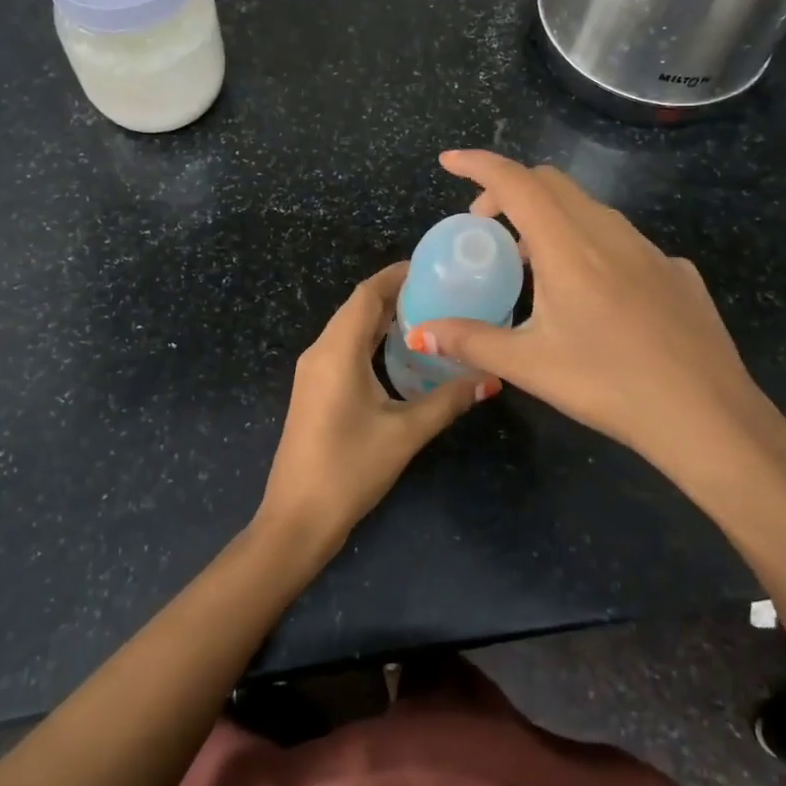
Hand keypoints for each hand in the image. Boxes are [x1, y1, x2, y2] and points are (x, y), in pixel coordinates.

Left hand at [258, 262, 494, 557]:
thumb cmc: (349, 469)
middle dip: (395, 294)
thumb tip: (489, 378)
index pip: (366, 295)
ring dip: (382, 318)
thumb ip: (447, 400)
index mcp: (337, 351)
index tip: (432, 268)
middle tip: (440, 291)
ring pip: (349, 328)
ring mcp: (312, 371)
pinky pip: (343, 348)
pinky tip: (399, 352)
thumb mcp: (405, 433)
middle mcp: (320, 352)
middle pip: (357, 307)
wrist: (297, 518)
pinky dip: (370, 339)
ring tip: (427, 314)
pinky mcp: (314, 389)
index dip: (396, 275)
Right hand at [410, 150, 785, 486]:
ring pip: (589, 209)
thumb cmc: (610, 385)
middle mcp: (609, 233)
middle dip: (509, 190)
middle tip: (485, 228)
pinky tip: (593, 296)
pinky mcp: (676, 271)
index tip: (449, 160)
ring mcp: (650, 249)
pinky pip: (622, 240)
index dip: (478, 164)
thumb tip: (419, 330)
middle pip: (551, 183)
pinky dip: (590, 245)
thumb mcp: (530, 366)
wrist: (708, 417)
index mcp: (568, 246)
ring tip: (532, 264)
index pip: (516, 182)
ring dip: (550, 218)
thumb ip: (471, 341)